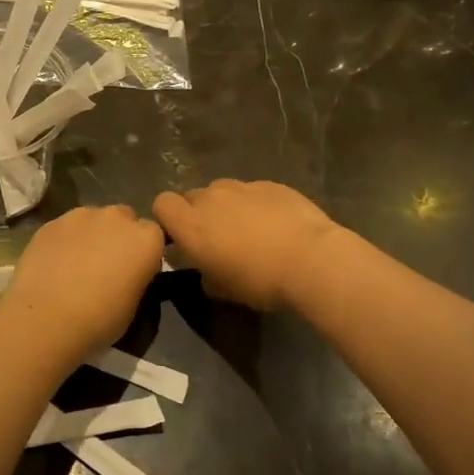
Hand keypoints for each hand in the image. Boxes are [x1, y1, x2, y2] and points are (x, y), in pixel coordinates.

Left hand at [0, 205, 165, 356]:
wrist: (47, 319)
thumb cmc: (100, 320)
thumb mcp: (134, 304)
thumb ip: (136, 277)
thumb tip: (127, 273)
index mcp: (146, 239)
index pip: (154, 235)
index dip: (143, 252)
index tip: (134, 271)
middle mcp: (117, 218)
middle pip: (124, 218)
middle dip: (118, 236)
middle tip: (106, 264)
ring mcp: (81, 215)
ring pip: (92, 219)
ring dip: (91, 234)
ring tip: (76, 263)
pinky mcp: (51, 222)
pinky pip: (65, 227)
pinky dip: (65, 240)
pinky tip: (54, 264)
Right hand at [153, 180, 340, 311]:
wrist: (311, 260)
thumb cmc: (260, 281)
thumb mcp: (224, 290)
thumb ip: (205, 275)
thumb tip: (207, 271)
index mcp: (191, 225)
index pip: (162, 203)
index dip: (169, 218)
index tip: (181, 238)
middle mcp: (211, 198)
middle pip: (192, 196)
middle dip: (198, 213)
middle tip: (217, 238)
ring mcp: (242, 187)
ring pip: (222, 191)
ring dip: (226, 206)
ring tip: (248, 229)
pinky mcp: (271, 184)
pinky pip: (252, 191)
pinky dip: (255, 203)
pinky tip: (275, 223)